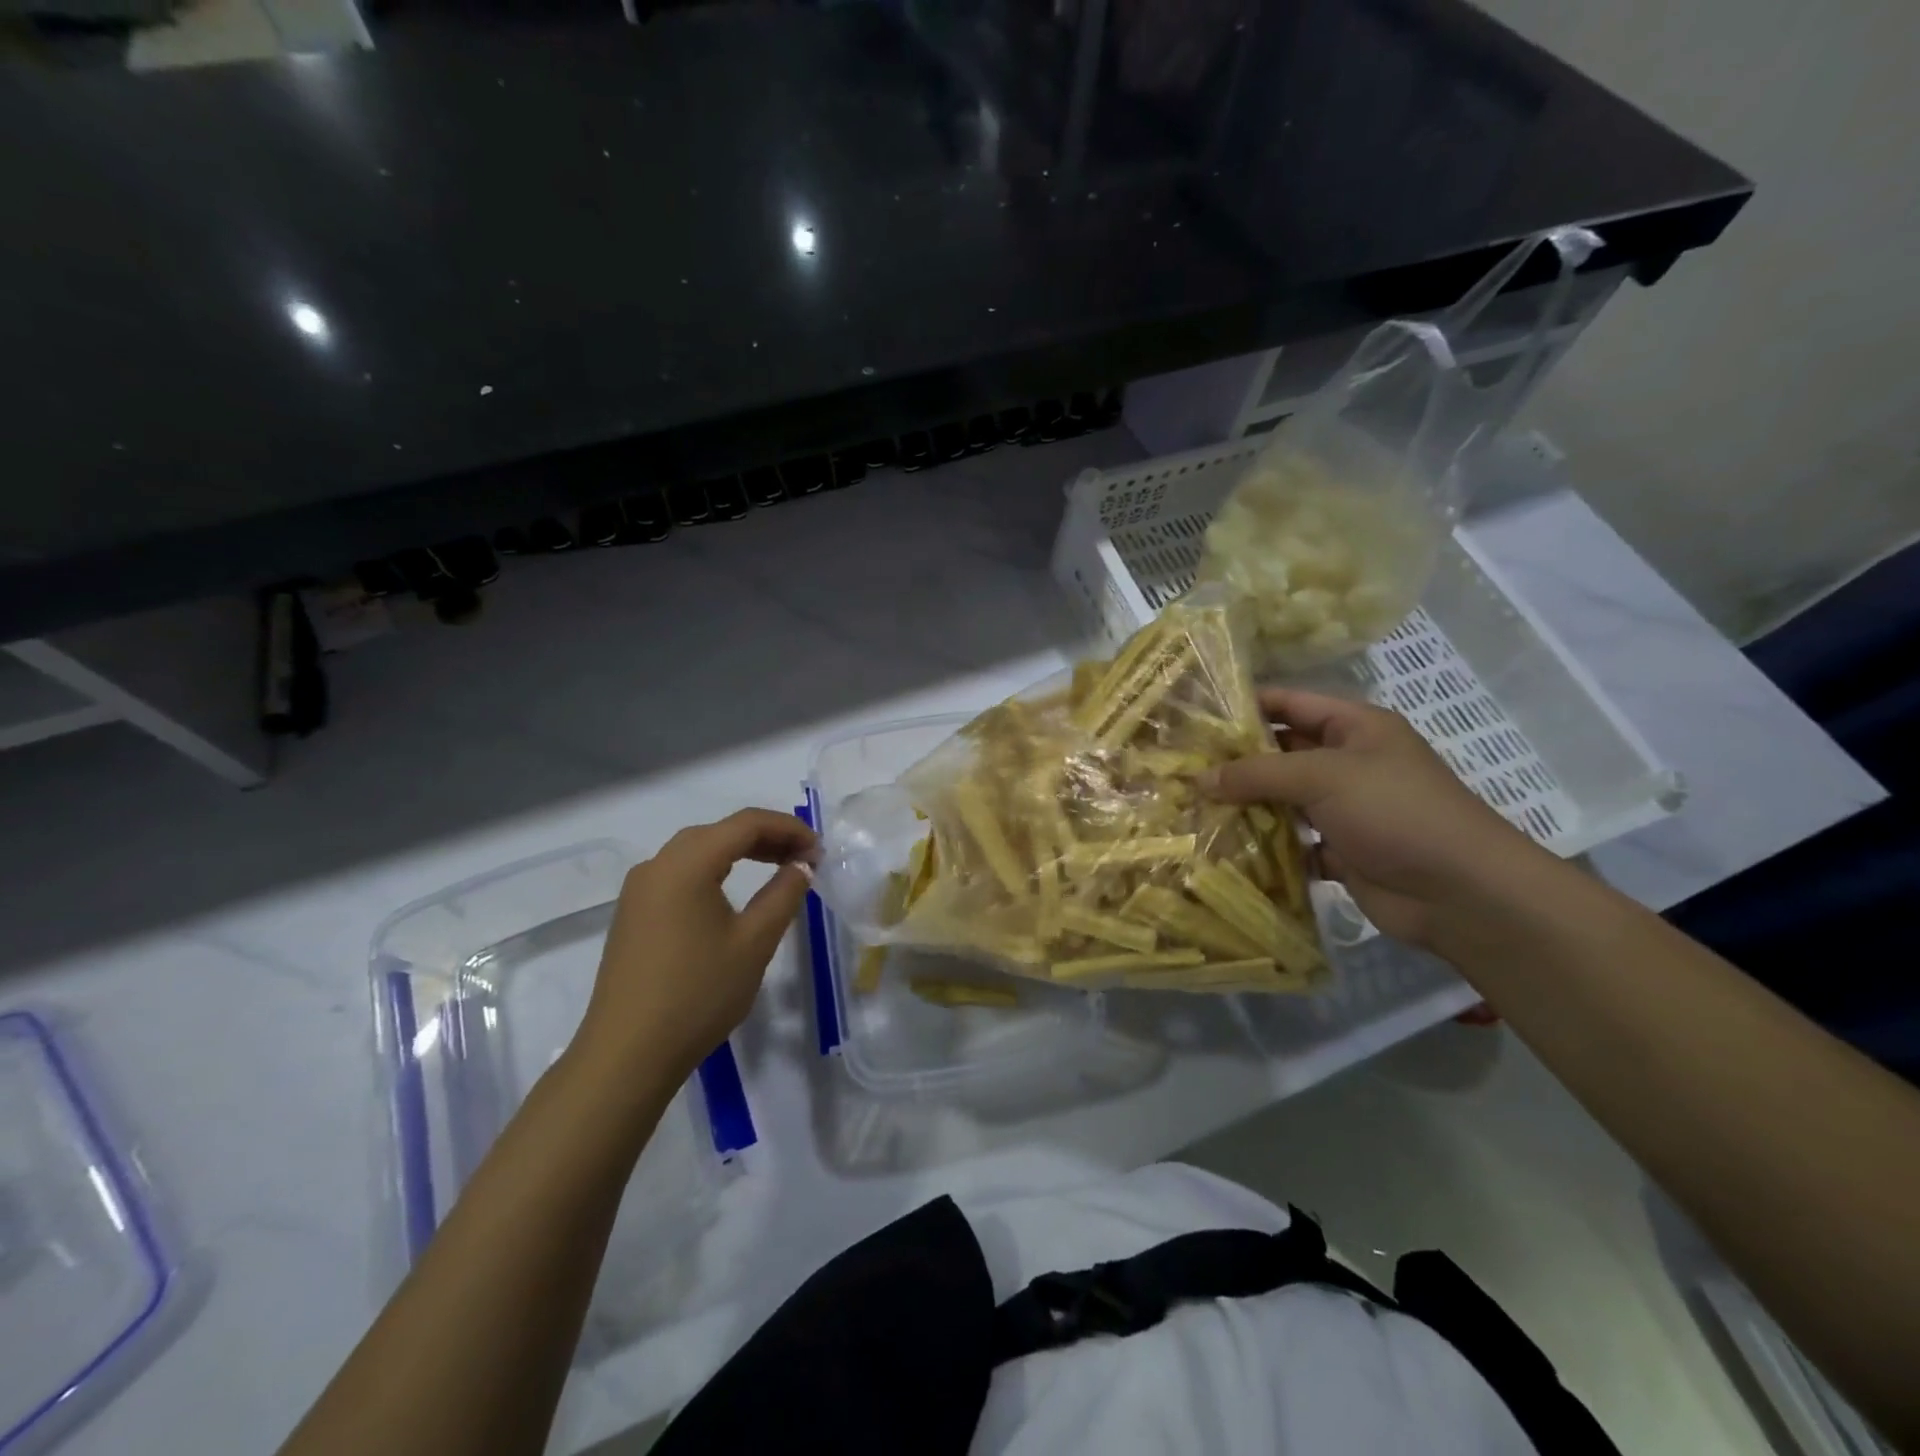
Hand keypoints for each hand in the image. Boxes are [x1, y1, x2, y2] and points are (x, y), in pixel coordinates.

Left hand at [575, 809, 816, 1082]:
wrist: (627, 1055)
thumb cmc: (698, 994)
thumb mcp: (754, 943)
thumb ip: (784, 894)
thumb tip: (801, 865)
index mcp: (686, 864)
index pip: (746, 824)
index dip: (788, 829)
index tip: (819, 851)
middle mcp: (657, 865)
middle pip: (720, 832)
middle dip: (767, 837)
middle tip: (804, 859)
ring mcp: (639, 890)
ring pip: (698, 851)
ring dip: (740, 852)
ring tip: (778, 868)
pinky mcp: (633, 913)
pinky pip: (680, 873)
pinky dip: (715, 870)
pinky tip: (734, 893)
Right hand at [1203, 689, 1544, 947]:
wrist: (1460, 892)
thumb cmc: (1395, 811)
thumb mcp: (1323, 777)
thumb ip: (1258, 773)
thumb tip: (1199, 778)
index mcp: (1355, 727)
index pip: (1290, 704)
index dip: (1245, 705)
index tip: (1195, 716)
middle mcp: (1349, 763)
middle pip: (1282, 752)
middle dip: (1237, 759)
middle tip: (1181, 765)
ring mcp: (1345, 809)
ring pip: (1283, 799)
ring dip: (1246, 804)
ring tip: (1190, 805)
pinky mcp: (1341, 851)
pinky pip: (1292, 841)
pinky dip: (1265, 845)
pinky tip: (1223, 846)